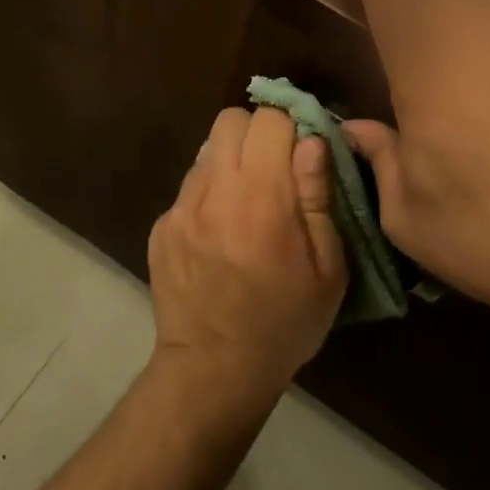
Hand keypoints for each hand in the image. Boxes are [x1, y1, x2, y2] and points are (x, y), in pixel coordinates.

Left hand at [147, 107, 348, 409]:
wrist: (214, 369)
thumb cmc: (284, 323)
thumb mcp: (327, 269)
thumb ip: (318, 197)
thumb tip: (313, 141)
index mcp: (262, 197)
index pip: (269, 119)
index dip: (291, 128)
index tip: (303, 154)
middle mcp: (215, 190)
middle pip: (230, 120)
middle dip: (257, 133)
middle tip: (276, 169)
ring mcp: (181, 208)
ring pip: (207, 150)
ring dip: (232, 162)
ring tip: (248, 203)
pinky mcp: (161, 227)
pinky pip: (190, 187)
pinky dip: (209, 194)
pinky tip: (221, 234)